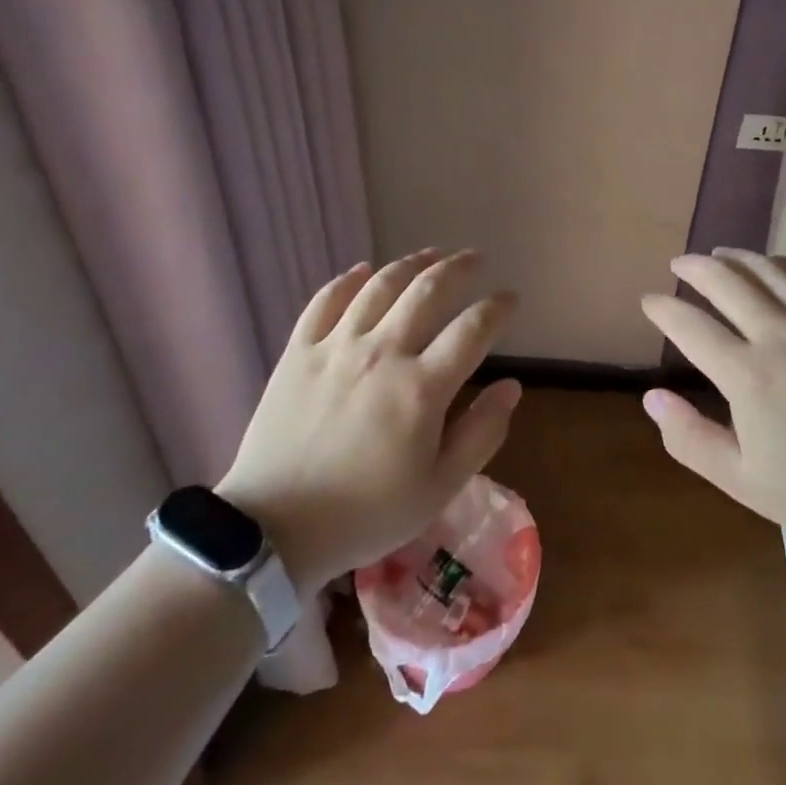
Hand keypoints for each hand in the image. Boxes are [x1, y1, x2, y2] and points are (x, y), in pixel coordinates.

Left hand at [217, 249, 521, 592]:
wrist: (273, 530)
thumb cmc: (366, 514)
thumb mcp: (439, 488)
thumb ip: (482, 433)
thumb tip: (512, 386)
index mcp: (421, 388)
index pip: (473, 329)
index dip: (497, 307)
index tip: (510, 298)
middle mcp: (382, 352)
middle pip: (427, 290)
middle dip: (458, 268)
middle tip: (474, 258)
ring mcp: (336, 347)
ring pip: (380, 285)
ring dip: (410, 263)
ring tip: (430, 254)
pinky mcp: (298, 352)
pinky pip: (325, 301)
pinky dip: (348, 280)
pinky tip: (362, 271)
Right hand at [639, 249, 785, 549]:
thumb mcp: (744, 482)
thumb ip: (691, 439)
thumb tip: (652, 397)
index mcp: (748, 374)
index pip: (690, 326)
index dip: (664, 309)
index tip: (649, 301)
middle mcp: (779, 335)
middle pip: (727, 283)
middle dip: (694, 268)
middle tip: (679, 263)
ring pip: (770, 271)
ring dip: (738, 257)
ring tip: (720, 253)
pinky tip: (778, 265)